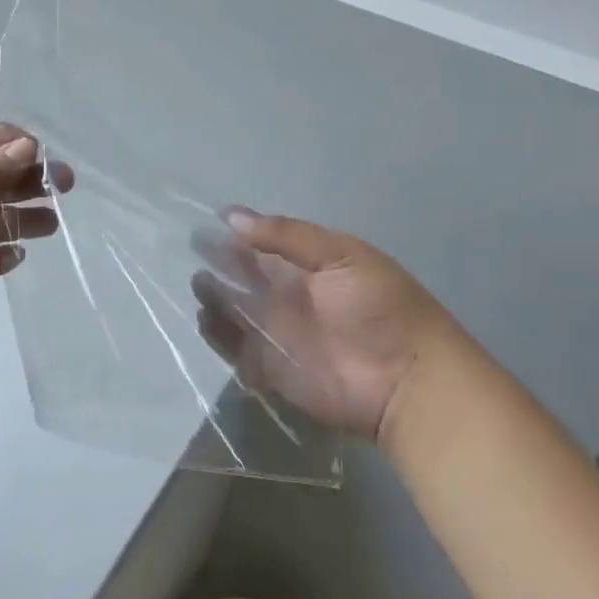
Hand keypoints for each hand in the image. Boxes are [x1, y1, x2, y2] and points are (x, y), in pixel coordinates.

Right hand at [191, 211, 458, 444]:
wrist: (406, 381)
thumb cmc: (379, 308)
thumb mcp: (341, 255)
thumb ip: (287, 236)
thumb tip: (232, 217)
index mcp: (306, 263)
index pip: (262, 241)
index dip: (236, 230)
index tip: (206, 219)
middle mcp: (287, 293)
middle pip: (242, 273)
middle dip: (217, 260)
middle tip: (192, 249)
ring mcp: (275, 331)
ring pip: (232, 308)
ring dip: (213, 295)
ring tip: (199, 285)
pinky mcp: (268, 367)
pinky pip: (234, 348)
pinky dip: (216, 334)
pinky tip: (205, 318)